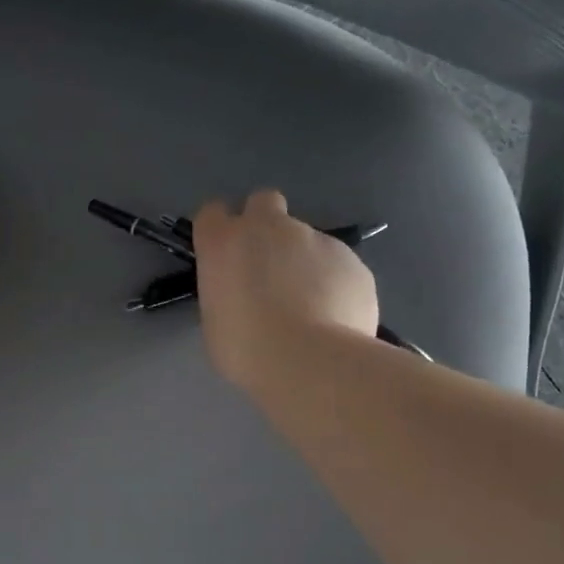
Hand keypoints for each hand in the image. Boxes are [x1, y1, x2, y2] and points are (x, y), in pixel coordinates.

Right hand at [193, 189, 379, 390]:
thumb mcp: (216, 321)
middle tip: (267, 266)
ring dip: (303, 262)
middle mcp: (269, 228)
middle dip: (264, 225)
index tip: (223, 255)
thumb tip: (244, 292)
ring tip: (309, 307)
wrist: (310, 361)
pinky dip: (333, 282)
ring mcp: (316, 238)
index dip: (218, 231)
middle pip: (263, 202)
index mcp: (224, 242)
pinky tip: (334, 316)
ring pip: (306, 239)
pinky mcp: (352, 258)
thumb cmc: (246, 348)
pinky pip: (337, 264)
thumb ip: (227, 292)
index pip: (211, 213)